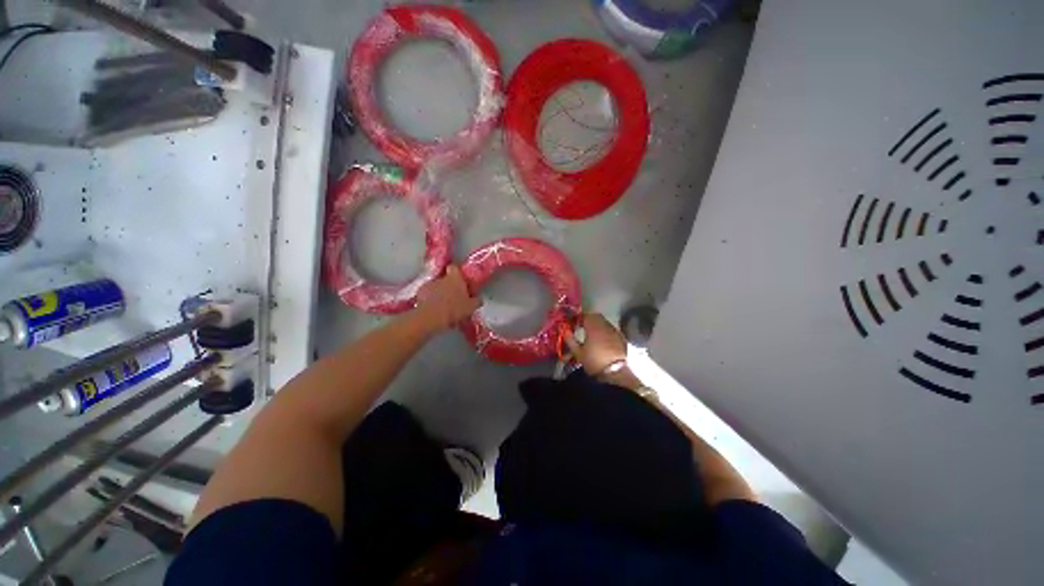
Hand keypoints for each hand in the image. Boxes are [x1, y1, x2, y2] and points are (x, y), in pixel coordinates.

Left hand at [415, 265, 481, 331]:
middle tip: (454, 297)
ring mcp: (429, 285)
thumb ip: (476, 301)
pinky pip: (427, 294)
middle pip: (445, 278)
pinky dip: (429, 299)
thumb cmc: (454, 309)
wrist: (431, 317)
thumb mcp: (471, 307)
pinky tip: (433, 309)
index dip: (457, 273)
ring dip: (439, 293)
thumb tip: (478, 299)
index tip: (460, 281)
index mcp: (455, 278)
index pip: (454, 268)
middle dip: (449, 285)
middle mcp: (441, 278)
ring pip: (436, 286)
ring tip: (443, 306)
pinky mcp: (419, 293)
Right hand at [564, 313, 627, 375]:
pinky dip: (605, 331)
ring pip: (604, 322)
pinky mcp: (622, 338)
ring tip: (592, 333)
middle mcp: (605, 326)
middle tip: (582, 326)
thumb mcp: (578, 352)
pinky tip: (603, 340)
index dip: (578, 318)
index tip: (574, 322)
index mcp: (593, 327)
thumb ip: (570, 339)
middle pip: (596, 316)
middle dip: (588, 319)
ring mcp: (615, 331)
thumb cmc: (594, 362)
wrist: (615, 373)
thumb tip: (564, 330)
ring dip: (597, 324)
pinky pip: (611, 329)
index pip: (585, 316)